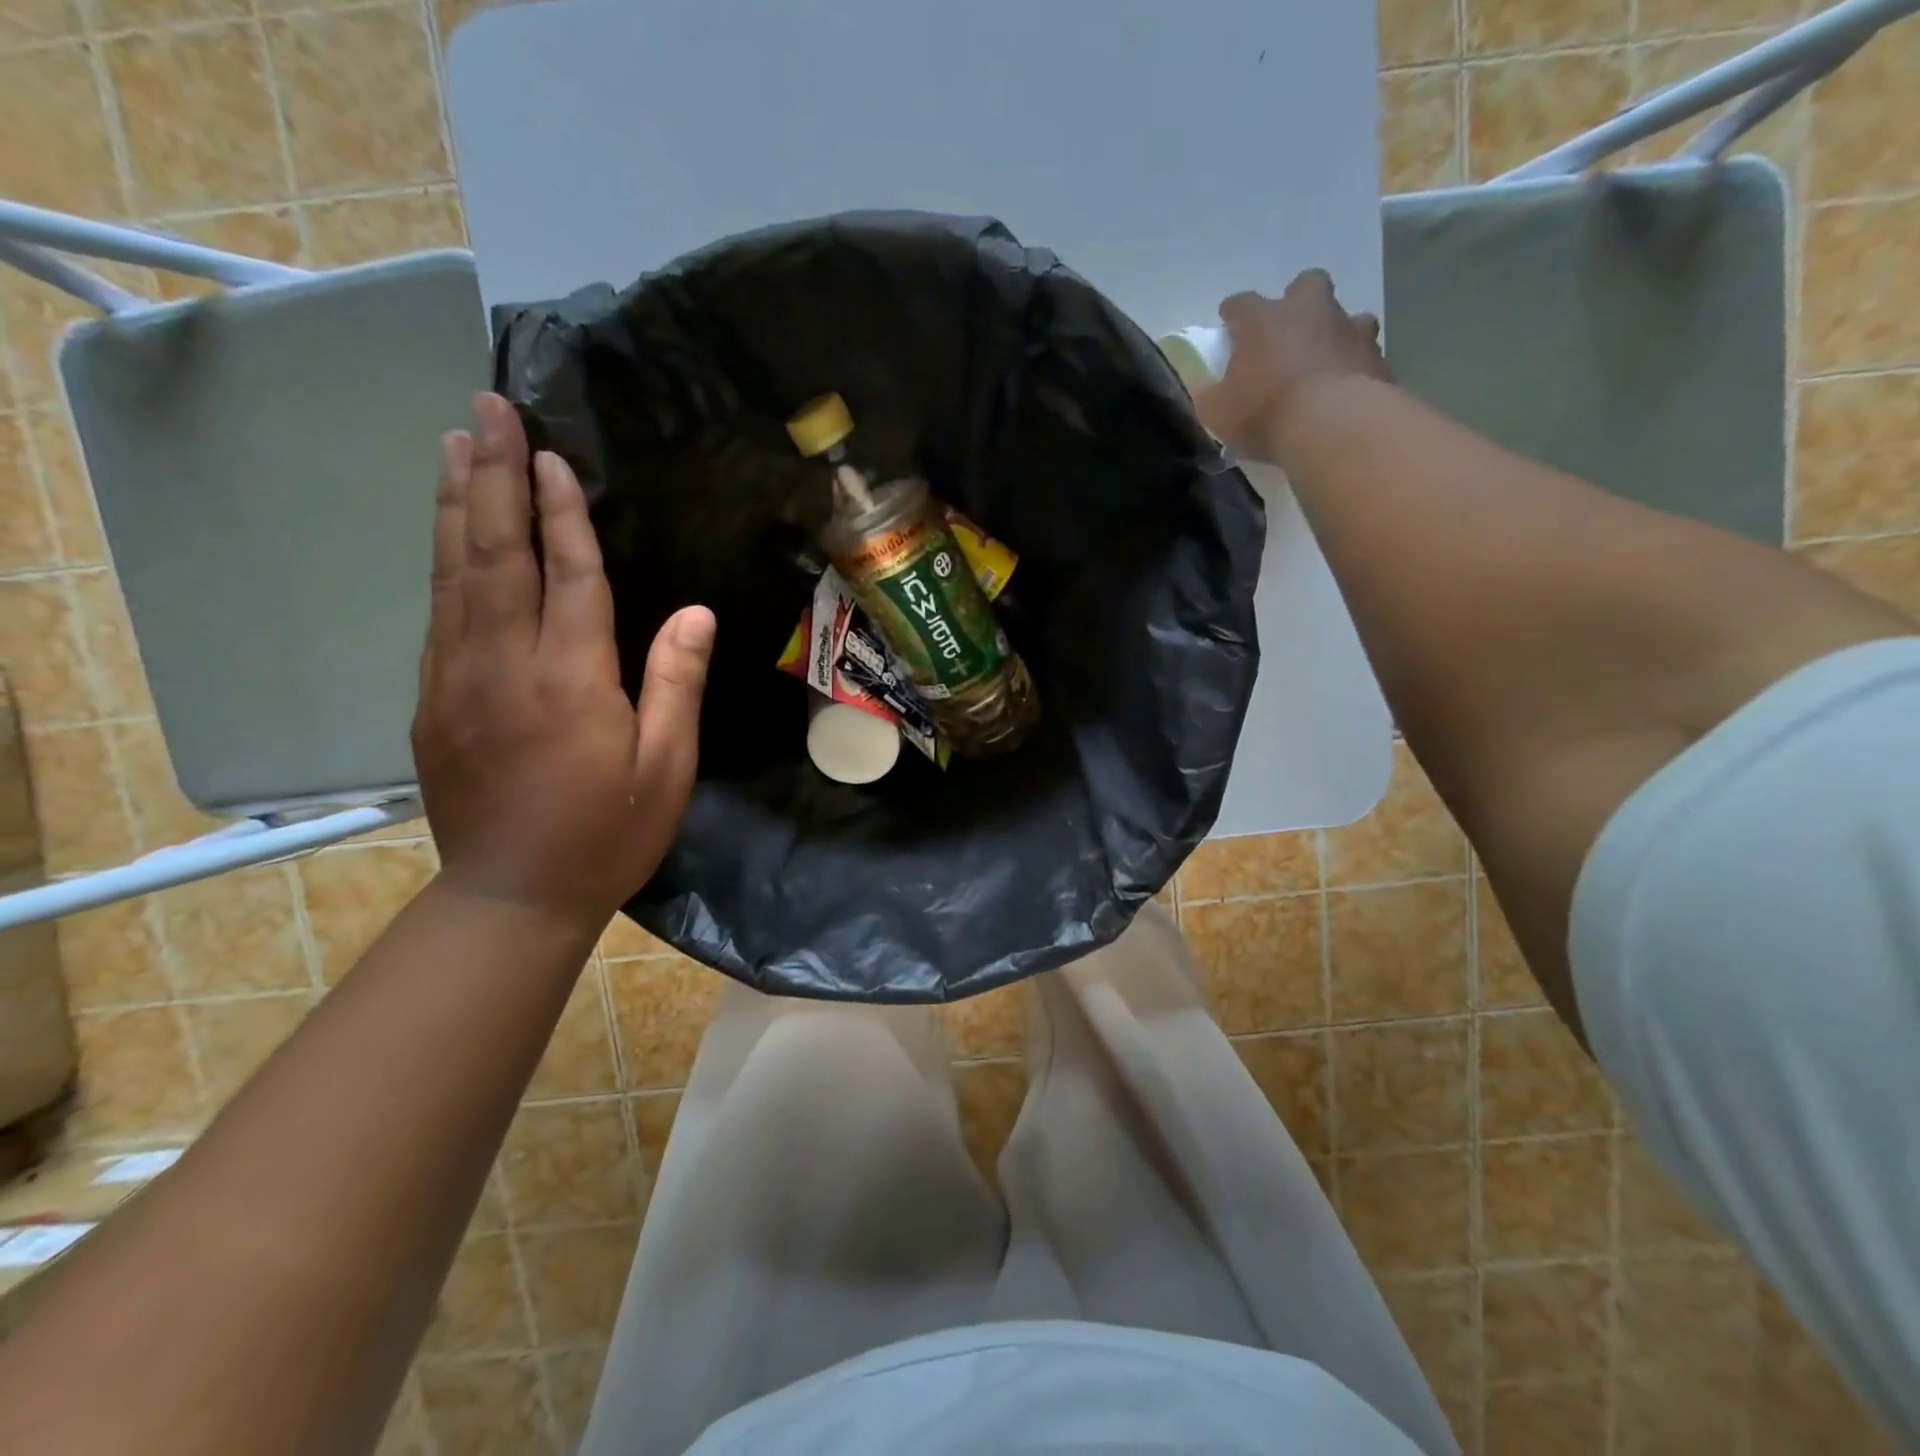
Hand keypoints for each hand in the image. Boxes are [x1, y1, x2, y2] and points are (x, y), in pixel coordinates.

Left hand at [412, 393, 715, 927]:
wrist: (514, 896)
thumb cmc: (608, 834)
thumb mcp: (667, 768)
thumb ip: (676, 684)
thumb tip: (693, 612)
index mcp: (570, 681)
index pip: (569, 576)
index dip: (562, 512)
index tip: (552, 453)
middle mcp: (504, 665)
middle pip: (495, 554)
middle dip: (491, 476)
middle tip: (485, 408)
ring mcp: (456, 680)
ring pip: (453, 574)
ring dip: (455, 504)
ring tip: (454, 444)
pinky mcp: (433, 701)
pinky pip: (438, 613)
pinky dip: (443, 561)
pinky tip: (448, 532)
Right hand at [1196, 270, 1391, 463]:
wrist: (1333, 426)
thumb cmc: (1265, 412)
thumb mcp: (1218, 412)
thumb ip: (1209, 395)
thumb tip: (1205, 387)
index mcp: (1263, 320)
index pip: (1241, 304)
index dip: (1233, 314)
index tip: (1228, 326)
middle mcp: (1308, 311)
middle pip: (1306, 285)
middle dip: (1297, 301)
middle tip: (1288, 332)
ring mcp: (1349, 329)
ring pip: (1346, 316)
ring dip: (1334, 333)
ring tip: (1323, 362)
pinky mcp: (1376, 356)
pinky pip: (1364, 354)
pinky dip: (1354, 367)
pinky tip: (1345, 389)